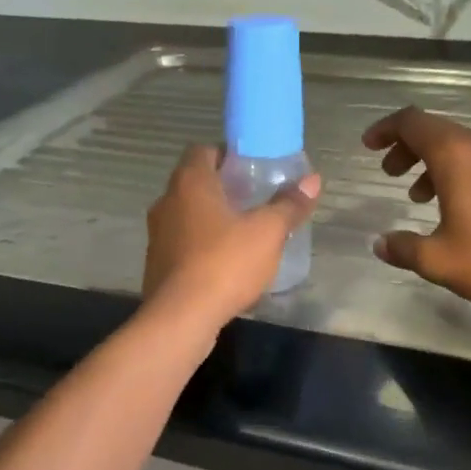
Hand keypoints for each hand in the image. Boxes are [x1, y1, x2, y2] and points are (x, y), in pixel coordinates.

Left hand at [144, 145, 320, 329]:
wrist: (180, 318)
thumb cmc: (224, 263)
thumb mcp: (268, 232)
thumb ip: (289, 205)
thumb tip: (312, 180)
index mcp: (190, 183)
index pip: (203, 150)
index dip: (229, 155)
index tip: (253, 168)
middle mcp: (167, 202)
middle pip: (196, 182)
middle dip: (225, 188)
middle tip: (256, 198)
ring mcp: (158, 234)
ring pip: (189, 214)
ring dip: (214, 218)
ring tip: (246, 231)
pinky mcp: (158, 264)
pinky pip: (184, 243)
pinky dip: (204, 245)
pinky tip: (228, 262)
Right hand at [363, 106, 470, 310]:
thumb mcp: (440, 260)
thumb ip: (404, 249)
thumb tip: (380, 244)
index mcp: (454, 154)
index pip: (411, 122)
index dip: (385, 129)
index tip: (368, 145)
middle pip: (434, 131)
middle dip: (406, 147)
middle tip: (389, 172)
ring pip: (458, 147)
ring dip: (431, 163)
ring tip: (417, 196)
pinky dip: (456, 174)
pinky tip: (455, 210)